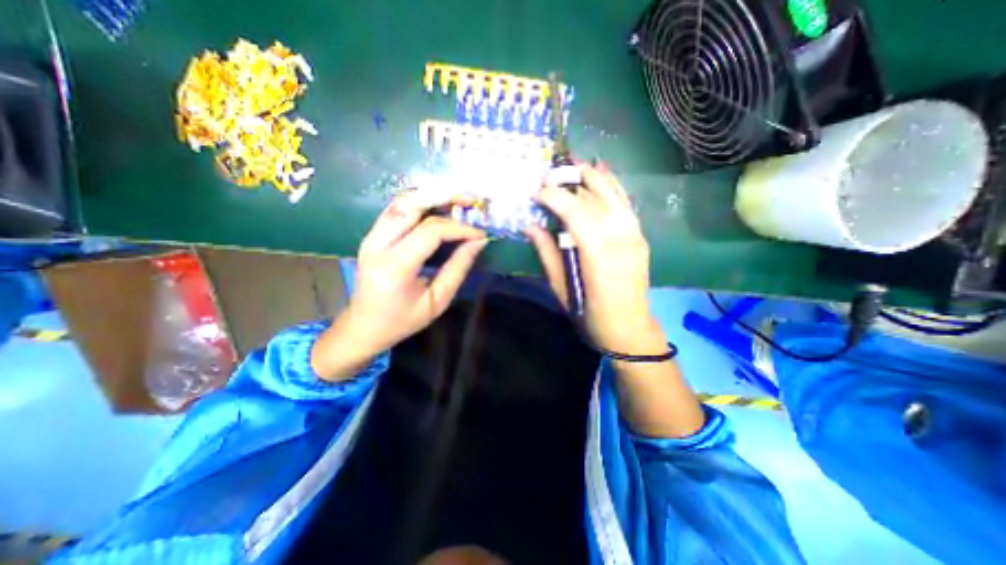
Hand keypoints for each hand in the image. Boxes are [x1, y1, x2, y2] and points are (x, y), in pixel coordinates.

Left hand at [313, 192, 486, 380]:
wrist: (364, 326)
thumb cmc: (403, 320)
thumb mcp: (437, 301)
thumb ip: (458, 268)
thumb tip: (478, 242)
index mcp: (395, 267)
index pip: (431, 232)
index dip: (460, 229)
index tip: (480, 235)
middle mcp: (378, 245)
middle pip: (411, 205)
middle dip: (445, 196)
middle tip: (471, 200)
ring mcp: (371, 237)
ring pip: (401, 201)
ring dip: (431, 195)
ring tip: (457, 199)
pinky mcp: (371, 235)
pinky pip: (396, 209)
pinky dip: (419, 202)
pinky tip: (437, 205)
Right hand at [528, 163, 661, 352]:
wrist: (630, 329)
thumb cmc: (590, 315)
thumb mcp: (562, 290)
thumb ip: (547, 255)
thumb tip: (531, 226)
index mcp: (597, 254)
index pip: (575, 212)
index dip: (554, 197)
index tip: (537, 192)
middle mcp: (619, 238)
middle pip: (595, 197)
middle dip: (572, 180)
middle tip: (552, 172)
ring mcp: (634, 235)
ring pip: (614, 194)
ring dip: (594, 176)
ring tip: (574, 165)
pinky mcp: (639, 236)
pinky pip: (625, 203)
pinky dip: (613, 186)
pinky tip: (602, 174)